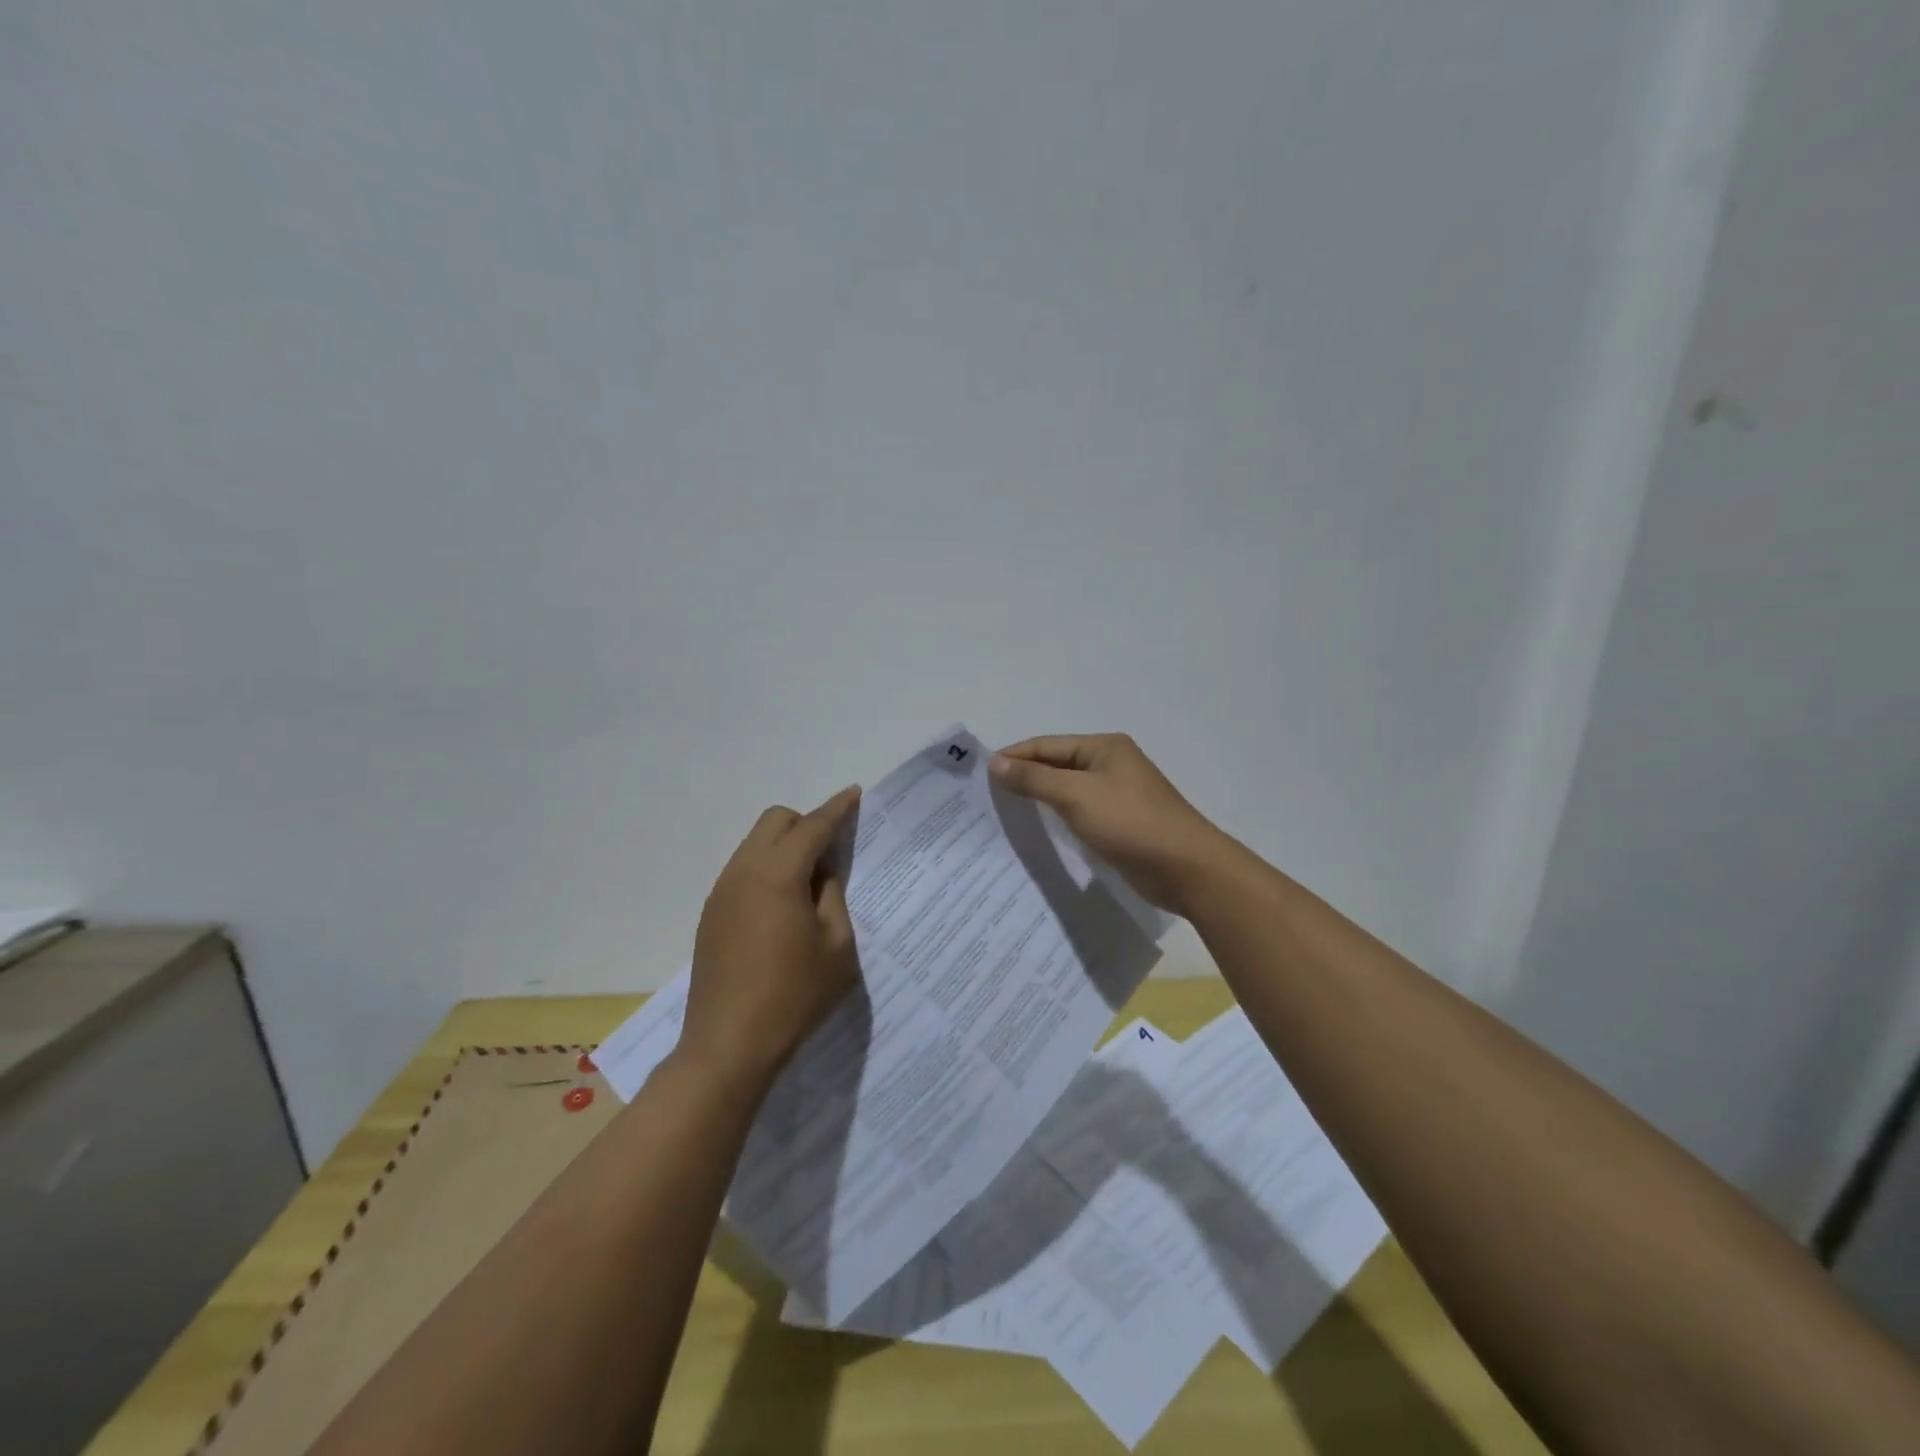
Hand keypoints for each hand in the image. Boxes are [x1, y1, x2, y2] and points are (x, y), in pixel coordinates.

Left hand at [681, 785, 862, 1088]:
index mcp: (777, 875)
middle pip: (775, 821)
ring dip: (784, 847)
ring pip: (755, 844)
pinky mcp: (712, 914)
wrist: (728, 1046)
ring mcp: (722, 892)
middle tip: (832, 851)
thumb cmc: (793, 996)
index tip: (854, 794)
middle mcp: (743, 872)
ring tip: (810, 884)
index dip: (837, 809)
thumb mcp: (836, 947)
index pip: (812, 826)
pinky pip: (743, 870)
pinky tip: (782, 907)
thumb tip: (822, 873)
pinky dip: (767, 870)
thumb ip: (832, 897)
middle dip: (805, 823)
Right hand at [991, 734, 1233, 915]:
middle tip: (988, 796)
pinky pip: (1081, 813)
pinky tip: (1039, 832)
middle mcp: (1111, 765)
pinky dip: (1059, 818)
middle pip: (1057, 765)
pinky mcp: (1121, 823)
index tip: (981, 774)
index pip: (1047, 745)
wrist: (1186, 868)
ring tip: (1006, 813)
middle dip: (1025, 777)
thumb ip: (1035, 778)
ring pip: (1068, 791)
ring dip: (1040, 799)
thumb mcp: (1077, 795)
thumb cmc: (1130, 822)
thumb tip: (996, 763)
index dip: (1014, 756)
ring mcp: (1118, 795)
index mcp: (1104, 747)